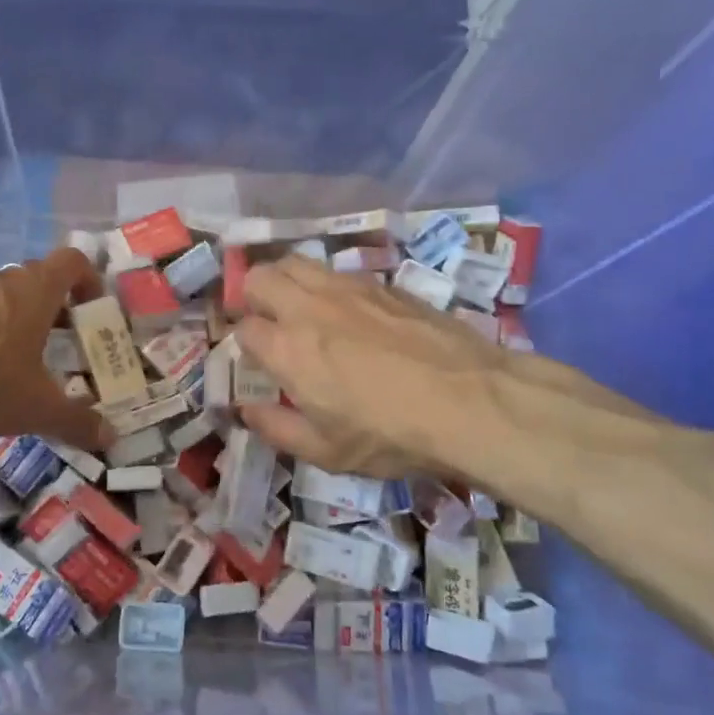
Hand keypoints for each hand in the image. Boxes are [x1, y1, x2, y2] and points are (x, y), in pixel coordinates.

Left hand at [0, 248, 111, 451]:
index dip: (90, 281)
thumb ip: (77, 421)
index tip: (95, 312)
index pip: (74, 261)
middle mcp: (3, 280)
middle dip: (58, 310)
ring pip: (6, 297)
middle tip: (67, 346)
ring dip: (21, 321)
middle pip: (40, 280)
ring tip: (25, 364)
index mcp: (36, 289)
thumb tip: (111, 438)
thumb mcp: (37, 408)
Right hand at [233, 256, 663, 516]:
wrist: (470, 400)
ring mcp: (346, 288)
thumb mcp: (327, 452)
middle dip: (251, 296)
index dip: (243, 343)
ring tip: (298, 306)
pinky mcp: (381, 283)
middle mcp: (308, 307)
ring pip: (296, 262)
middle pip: (259, 276)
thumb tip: (247, 409)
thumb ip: (277, 428)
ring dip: (284, 279)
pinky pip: (336, 271)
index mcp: (287, 348)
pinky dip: (325, 284)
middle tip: (266, 321)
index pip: (243, 328)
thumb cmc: (391, 434)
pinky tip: (345, 309)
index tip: (256, 359)